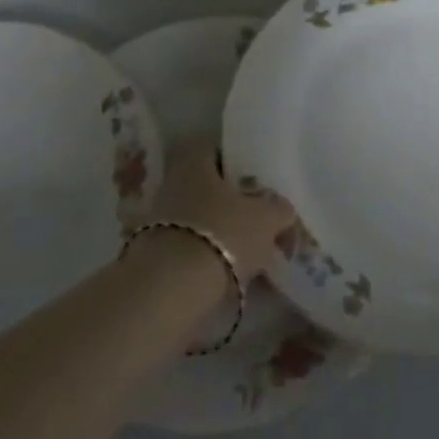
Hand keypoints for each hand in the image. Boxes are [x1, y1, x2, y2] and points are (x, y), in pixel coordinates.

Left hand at [144, 146, 295, 281]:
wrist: (173, 287)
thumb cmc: (224, 233)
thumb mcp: (267, 217)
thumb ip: (279, 208)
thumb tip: (282, 210)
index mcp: (194, 161)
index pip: (218, 150)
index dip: (241, 163)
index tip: (261, 181)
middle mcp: (172, 184)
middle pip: (211, 187)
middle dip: (236, 204)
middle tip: (263, 220)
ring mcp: (160, 220)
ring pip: (203, 219)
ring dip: (226, 232)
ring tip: (255, 253)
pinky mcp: (156, 254)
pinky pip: (193, 247)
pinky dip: (213, 256)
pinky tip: (234, 273)